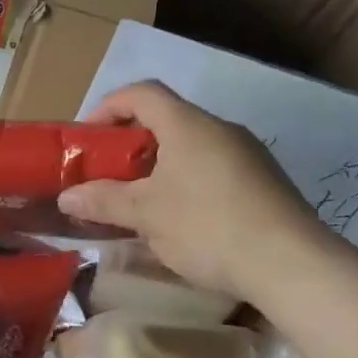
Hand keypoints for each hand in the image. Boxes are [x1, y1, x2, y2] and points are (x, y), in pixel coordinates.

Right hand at [58, 81, 334, 301]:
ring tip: (138, 203)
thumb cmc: (208, 226)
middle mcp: (220, 130)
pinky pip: (212, 170)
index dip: (108, 107)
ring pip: (190, 148)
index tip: (87, 138)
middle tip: (107, 175)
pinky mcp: (264, 183)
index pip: (142, 93)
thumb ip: (103, 201)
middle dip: (130, 145)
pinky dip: (185, 183)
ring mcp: (248, 155)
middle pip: (166, 120)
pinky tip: (179, 221)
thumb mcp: (146, 215)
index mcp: (189, 125)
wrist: (291, 264)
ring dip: (158, 168)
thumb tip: (66, 197)